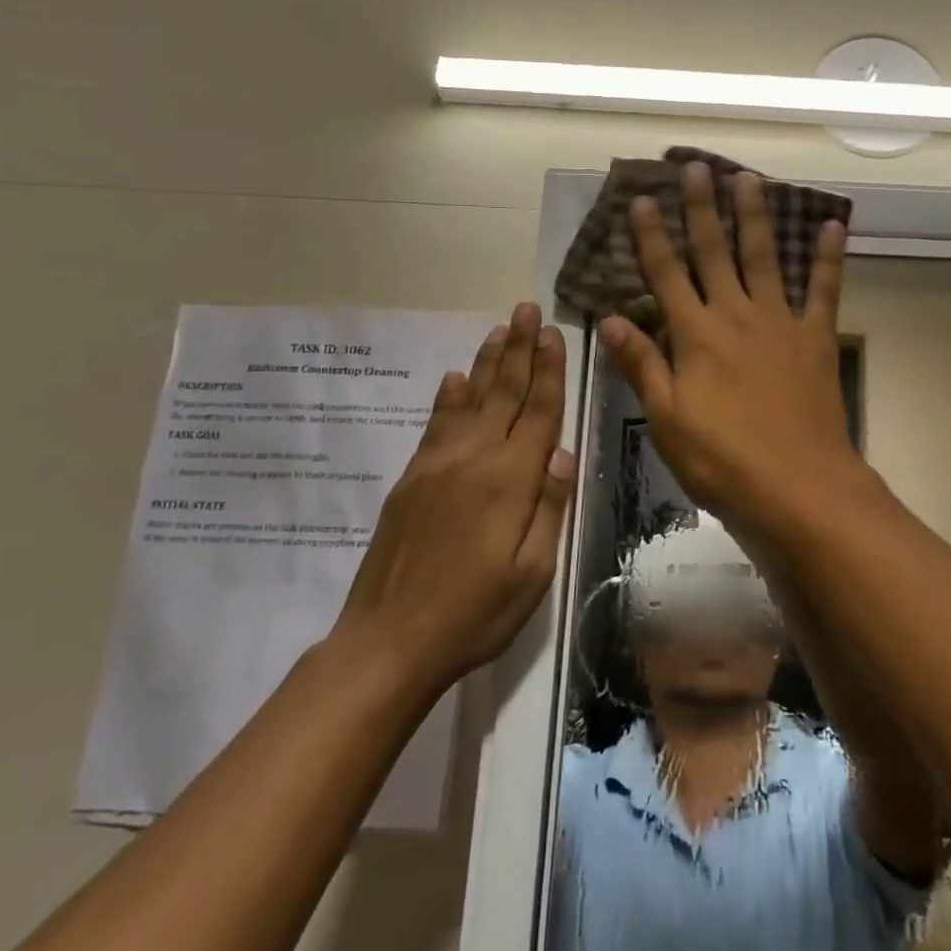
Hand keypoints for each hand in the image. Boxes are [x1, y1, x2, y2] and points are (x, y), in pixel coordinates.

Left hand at [331, 303, 575, 690]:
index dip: (548, 371)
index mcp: (510, 482)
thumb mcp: (532, 574)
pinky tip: (455, 376)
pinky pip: (435, 425)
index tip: (553, 333)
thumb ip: (548, 508)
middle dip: (519, 349)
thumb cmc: (474, 614)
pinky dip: (448, 396)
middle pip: (504, 394)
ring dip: (487, 362)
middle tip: (527, 309)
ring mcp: (437, 466)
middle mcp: (474, 460)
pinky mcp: (412, 479)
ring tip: (499, 329)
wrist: (389, 640)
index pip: (537, 413)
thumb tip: (561, 452)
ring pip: (470, 400)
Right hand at [600, 163, 871, 541]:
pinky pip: (825, 291)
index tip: (642, 200)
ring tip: (749, 178)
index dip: (651, 237)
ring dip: (755, 217)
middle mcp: (736, 316)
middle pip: (715, 253)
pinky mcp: (816, 340)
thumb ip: (641, 364)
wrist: (798, 487)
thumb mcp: (667, 418)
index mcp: (696, 336)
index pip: (666, 275)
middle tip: (697, 168)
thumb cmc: (722, 460)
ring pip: (764, 259)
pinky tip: (831, 225)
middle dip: (703, 210)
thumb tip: (610, 318)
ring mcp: (780, 324)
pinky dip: (828, 258)